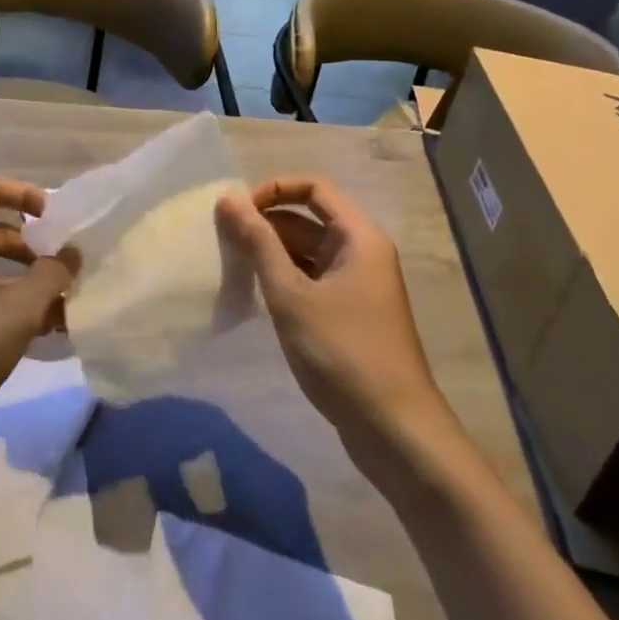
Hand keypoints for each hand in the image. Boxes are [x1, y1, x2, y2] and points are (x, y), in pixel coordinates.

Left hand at [0, 176, 77, 448]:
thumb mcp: (16, 311)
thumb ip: (50, 277)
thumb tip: (71, 253)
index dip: (26, 194)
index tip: (56, 220)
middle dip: (34, 248)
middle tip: (67, 271)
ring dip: (25, 284)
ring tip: (63, 311)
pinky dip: (6, 308)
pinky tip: (37, 337)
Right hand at [215, 177, 450, 447]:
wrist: (394, 431)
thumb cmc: (342, 352)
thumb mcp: (291, 294)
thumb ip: (258, 243)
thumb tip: (228, 199)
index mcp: (359, 238)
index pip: (314, 188)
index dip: (274, 190)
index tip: (239, 211)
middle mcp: (363, 253)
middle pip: (308, 219)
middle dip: (266, 224)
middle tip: (224, 241)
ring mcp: (358, 285)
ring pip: (307, 251)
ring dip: (271, 253)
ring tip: (233, 267)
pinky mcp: (350, 314)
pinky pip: (312, 279)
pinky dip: (284, 279)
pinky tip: (256, 295)